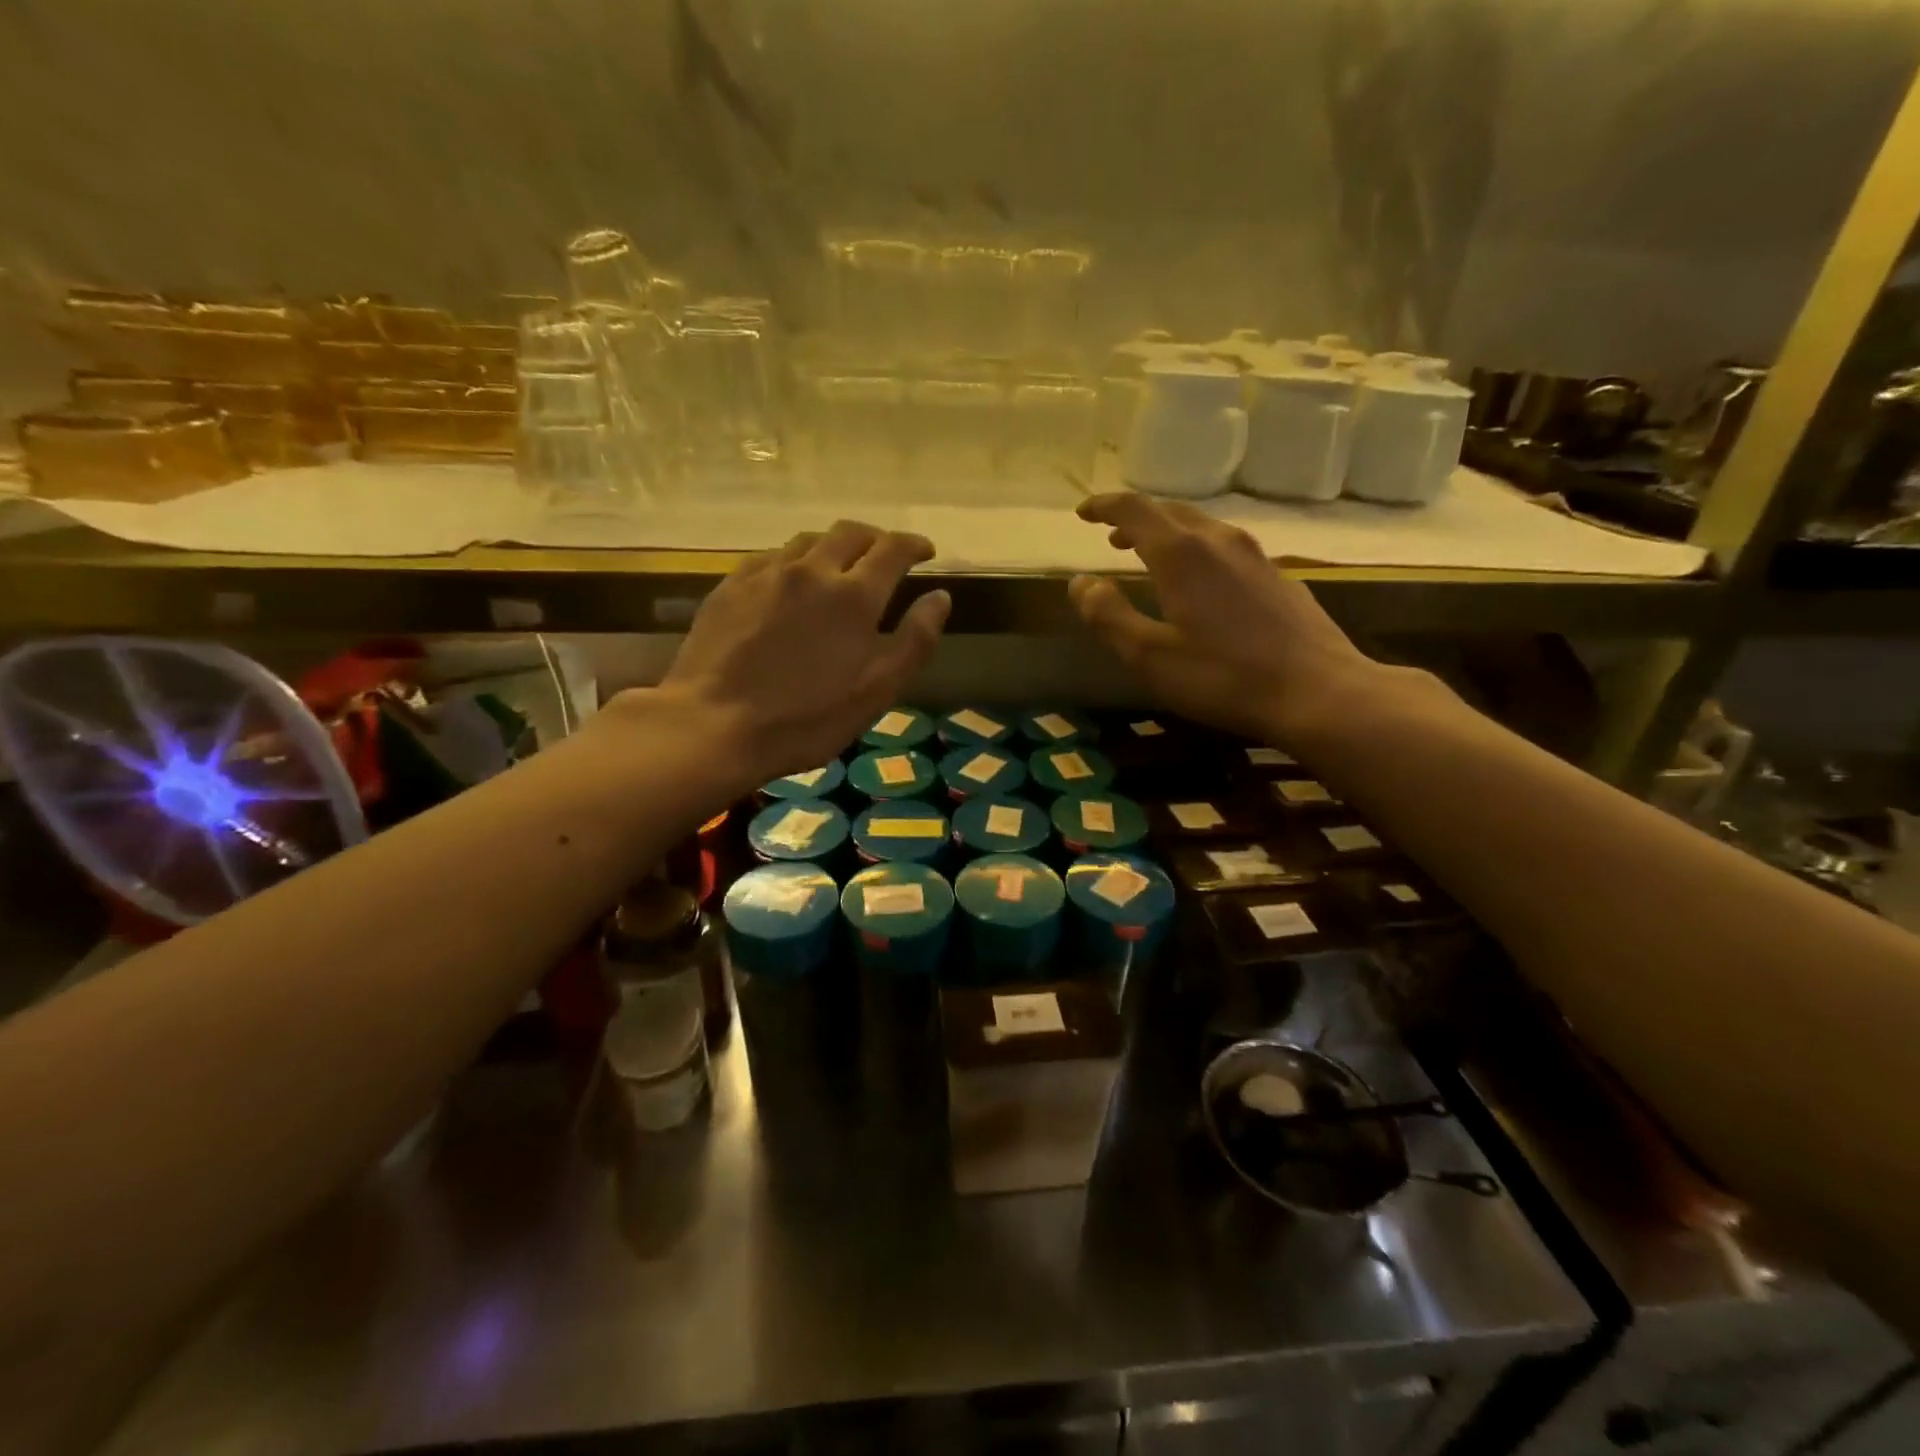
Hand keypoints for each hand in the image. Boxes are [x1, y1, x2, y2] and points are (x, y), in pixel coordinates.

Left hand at [656, 521, 951, 783]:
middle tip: (885, 556)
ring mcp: (766, 574)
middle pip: (850, 533)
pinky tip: (790, 583)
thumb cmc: (807, 718)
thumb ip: (915, 640)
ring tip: (839, 567)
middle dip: (875, 538)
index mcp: (854, 595)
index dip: (914, 545)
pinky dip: (794, 562)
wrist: (713, 725)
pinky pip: (771, 557)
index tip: (925, 551)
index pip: (893, 549)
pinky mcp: (731, 586)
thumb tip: (940, 596)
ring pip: (808, 541)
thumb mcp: (878, 690)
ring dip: (833, 547)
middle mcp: (812, 570)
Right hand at [1068, 493, 1375, 741]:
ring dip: (1169, 533)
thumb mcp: (1150, 657)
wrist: (1319, 692)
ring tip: (1151, 554)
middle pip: (1170, 511)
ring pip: (1203, 527)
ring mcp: (1256, 556)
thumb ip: (1108, 616)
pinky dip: (1200, 551)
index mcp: (1182, 554)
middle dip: (1136, 518)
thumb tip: (1080, 583)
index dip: (1104, 507)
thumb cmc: (1223, 678)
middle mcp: (1219, 541)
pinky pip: (1227, 548)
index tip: (1083, 513)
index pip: (1134, 509)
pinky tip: (1203, 583)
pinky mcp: (1279, 577)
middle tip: (1112, 536)